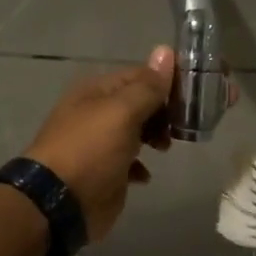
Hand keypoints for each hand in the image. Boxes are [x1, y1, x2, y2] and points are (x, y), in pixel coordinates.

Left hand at [24, 47, 175, 242]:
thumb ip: (147, 86)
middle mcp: (98, 112)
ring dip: (156, 136)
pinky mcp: (105, 172)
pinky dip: (141, 166)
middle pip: (141, 103)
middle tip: (187, 122)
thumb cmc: (90, 150)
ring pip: (138, 131)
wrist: (58, 205)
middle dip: (166, 110)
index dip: (169, 80)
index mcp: (98, 91)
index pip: (141, 75)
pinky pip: (130, 162)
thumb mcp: (122, 112)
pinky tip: (145, 174)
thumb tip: (166, 50)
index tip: (197, 92)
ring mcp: (100, 143)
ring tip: (166, 147)